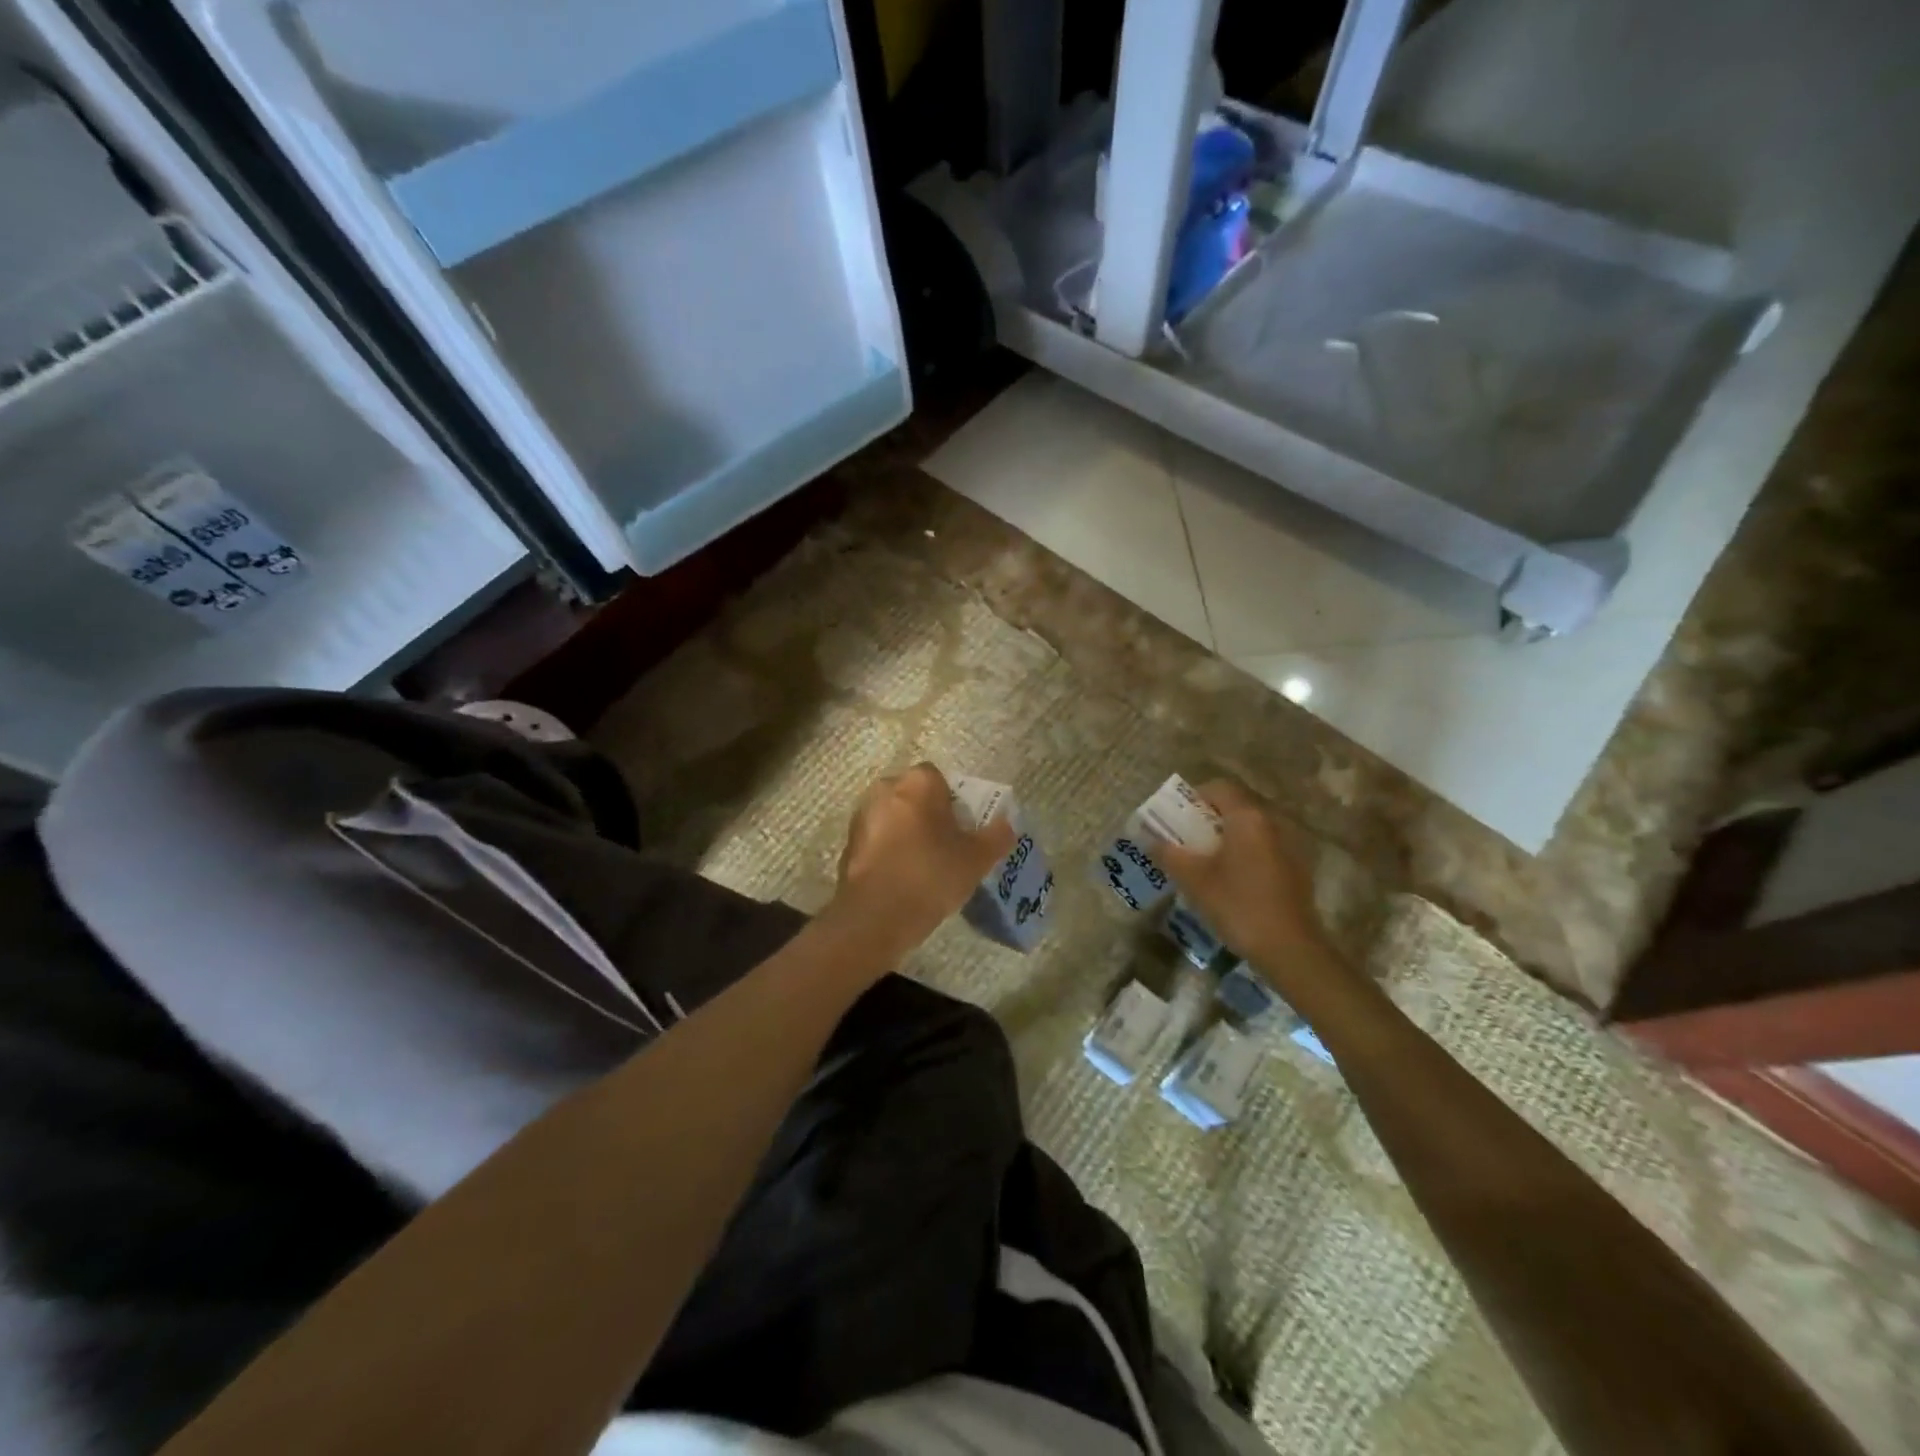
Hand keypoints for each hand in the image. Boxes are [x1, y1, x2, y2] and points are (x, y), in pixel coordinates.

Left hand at [830, 764, 1016, 957]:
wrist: (876, 916)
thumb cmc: (931, 875)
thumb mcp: (977, 859)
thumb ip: (996, 836)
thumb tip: (1006, 825)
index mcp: (917, 783)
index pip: (940, 779)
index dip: (954, 802)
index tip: (963, 829)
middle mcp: (885, 789)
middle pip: (914, 796)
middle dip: (929, 815)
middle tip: (947, 846)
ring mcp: (862, 816)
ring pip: (894, 817)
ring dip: (907, 833)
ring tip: (925, 865)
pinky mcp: (848, 843)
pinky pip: (878, 839)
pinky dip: (889, 851)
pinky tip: (902, 878)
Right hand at [1148, 779, 1335, 968]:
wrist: (1289, 948)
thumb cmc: (1237, 905)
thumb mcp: (1193, 879)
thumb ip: (1168, 853)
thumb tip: (1148, 838)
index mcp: (1247, 817)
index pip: (1219, 787)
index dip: (1194, 797)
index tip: (1177, 819)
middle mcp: (1272, 822)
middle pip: (1235, 806)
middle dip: (1207, 819)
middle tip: (1185, 841)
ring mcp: (1289, 845)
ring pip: (1250, 828)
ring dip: (1226, 837)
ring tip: (1205, 862)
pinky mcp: (1296, 868)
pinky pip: (1263, 847)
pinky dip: (1244, 853)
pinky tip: (1231, 881)